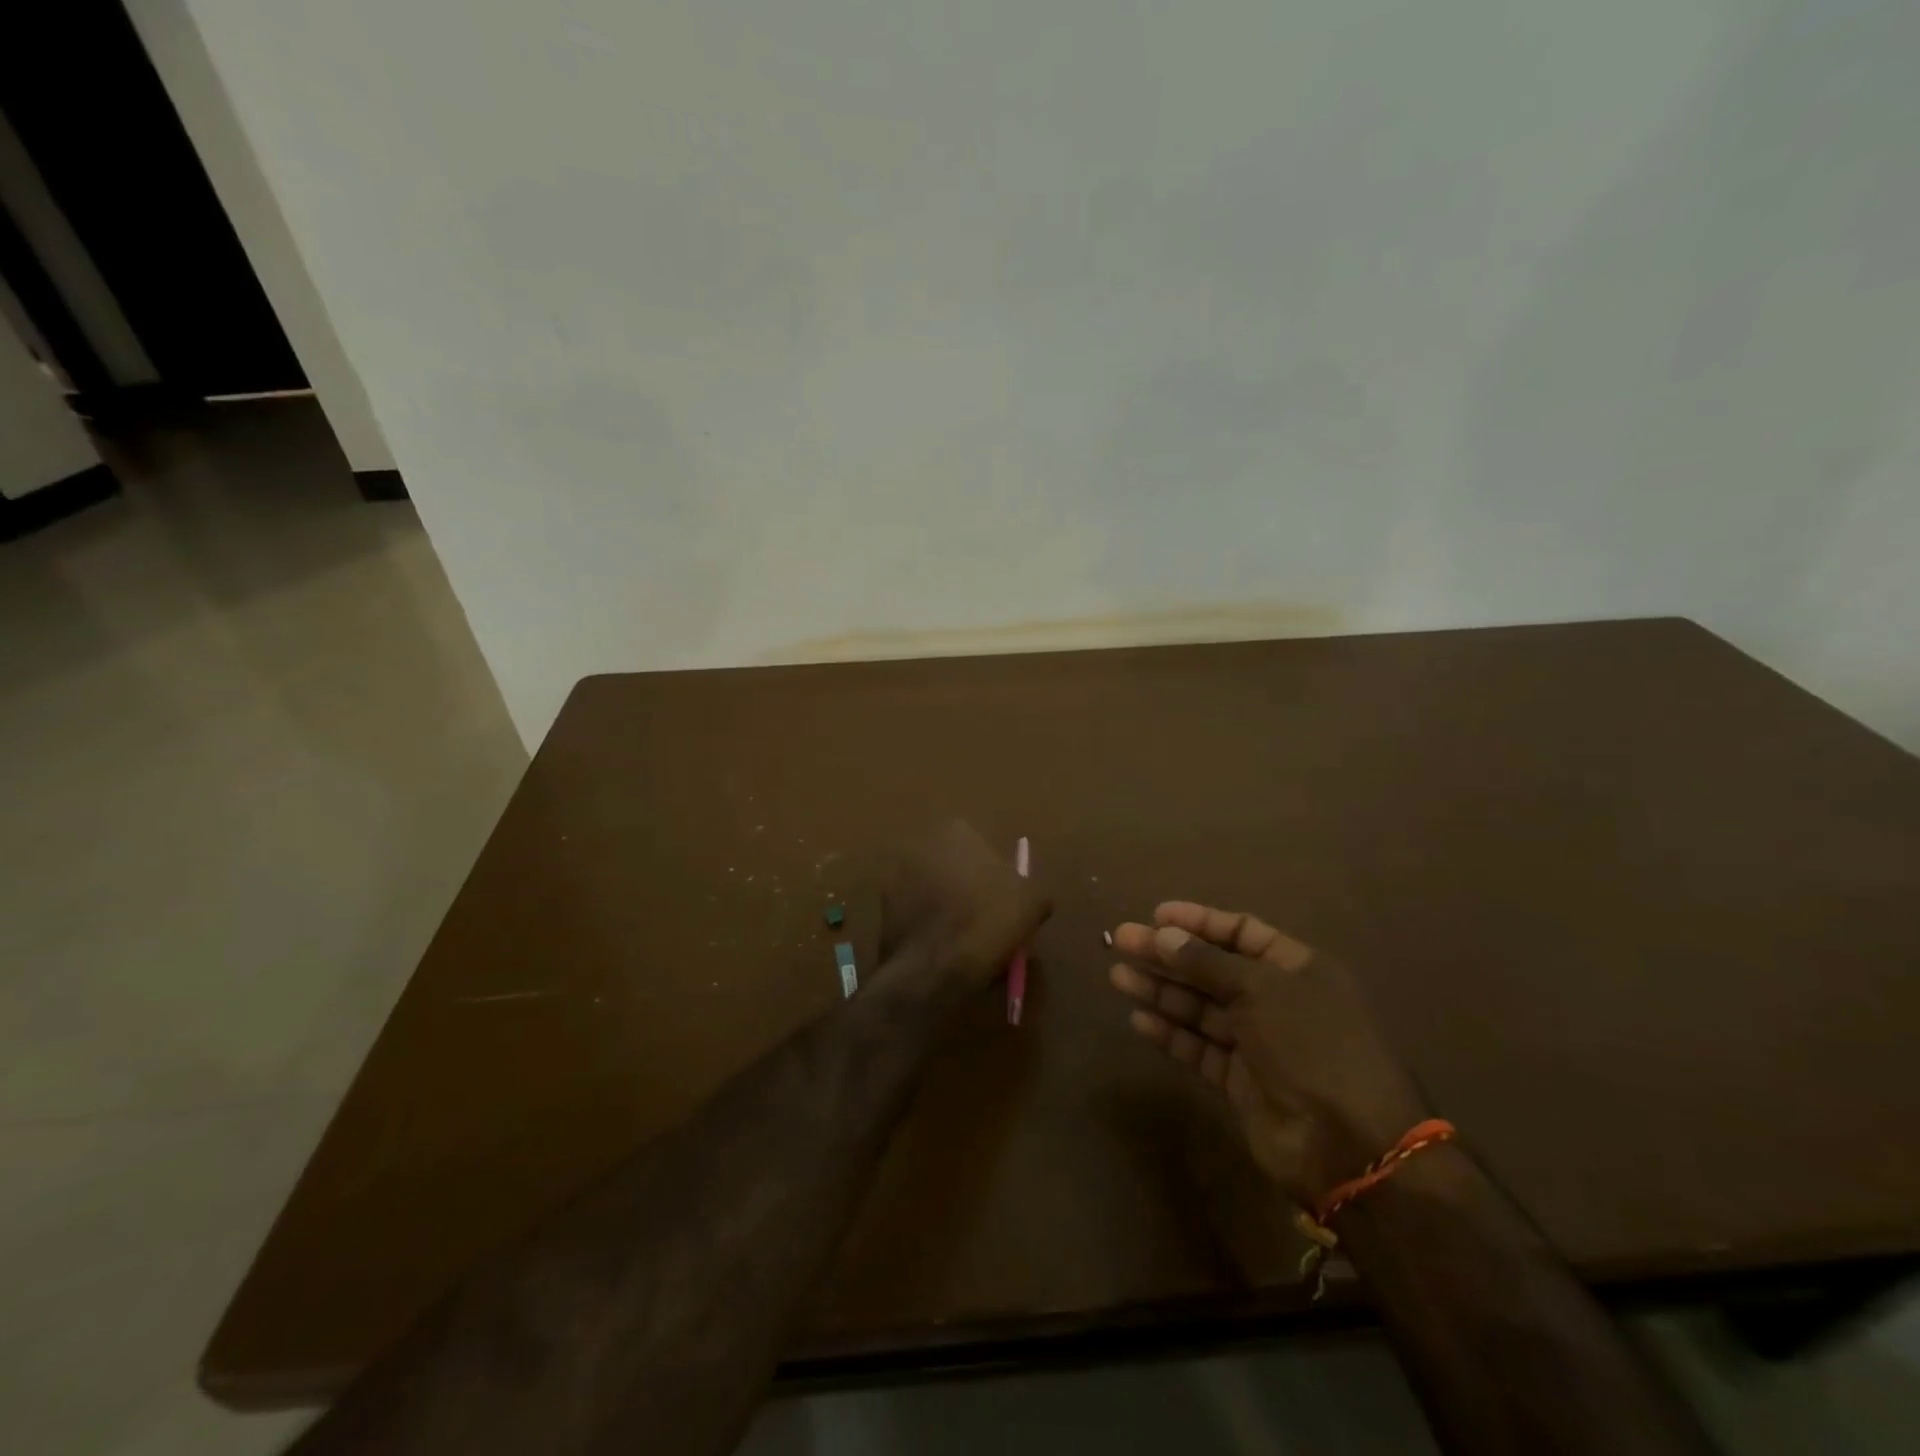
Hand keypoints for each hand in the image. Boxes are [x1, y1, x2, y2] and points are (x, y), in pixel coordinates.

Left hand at [881, 821, 1050, 987]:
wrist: (934, 967)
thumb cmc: (987, 921)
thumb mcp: (1032, 903)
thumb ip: (1032, 889)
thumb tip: (1030, 897)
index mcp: (956, 829)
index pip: (983, 847)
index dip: (996, 876)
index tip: (1005, 903)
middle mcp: (919, 842)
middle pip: (955, 865)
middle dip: (968, 887)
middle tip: (986, 920)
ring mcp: (894, 874)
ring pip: (933, 889)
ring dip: (946, 906)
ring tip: (964, 940)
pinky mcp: (881, 907)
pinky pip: (915, 913)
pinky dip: (927, 925)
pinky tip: (942, 948)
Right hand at [1109, 903, 1427, 1207]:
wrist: (1348, 1145)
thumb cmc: (1312, 1045)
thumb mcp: (1261, 990)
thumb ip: (1207, 962)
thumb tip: (1162, 934)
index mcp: (1296, 969)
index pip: (1241, 932)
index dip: (1199, 922)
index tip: (1156, 915)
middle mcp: (1276, 1001)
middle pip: (1212, 968)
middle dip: (1167, 955)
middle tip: (1121, 941)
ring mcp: (1257, 1043)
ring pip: (1200, 1008)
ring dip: (1160, 991)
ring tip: (1117, 976)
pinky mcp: (1240, 1081)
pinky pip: (1199, 1048)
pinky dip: (1171, 1034)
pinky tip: (1139, 1020)